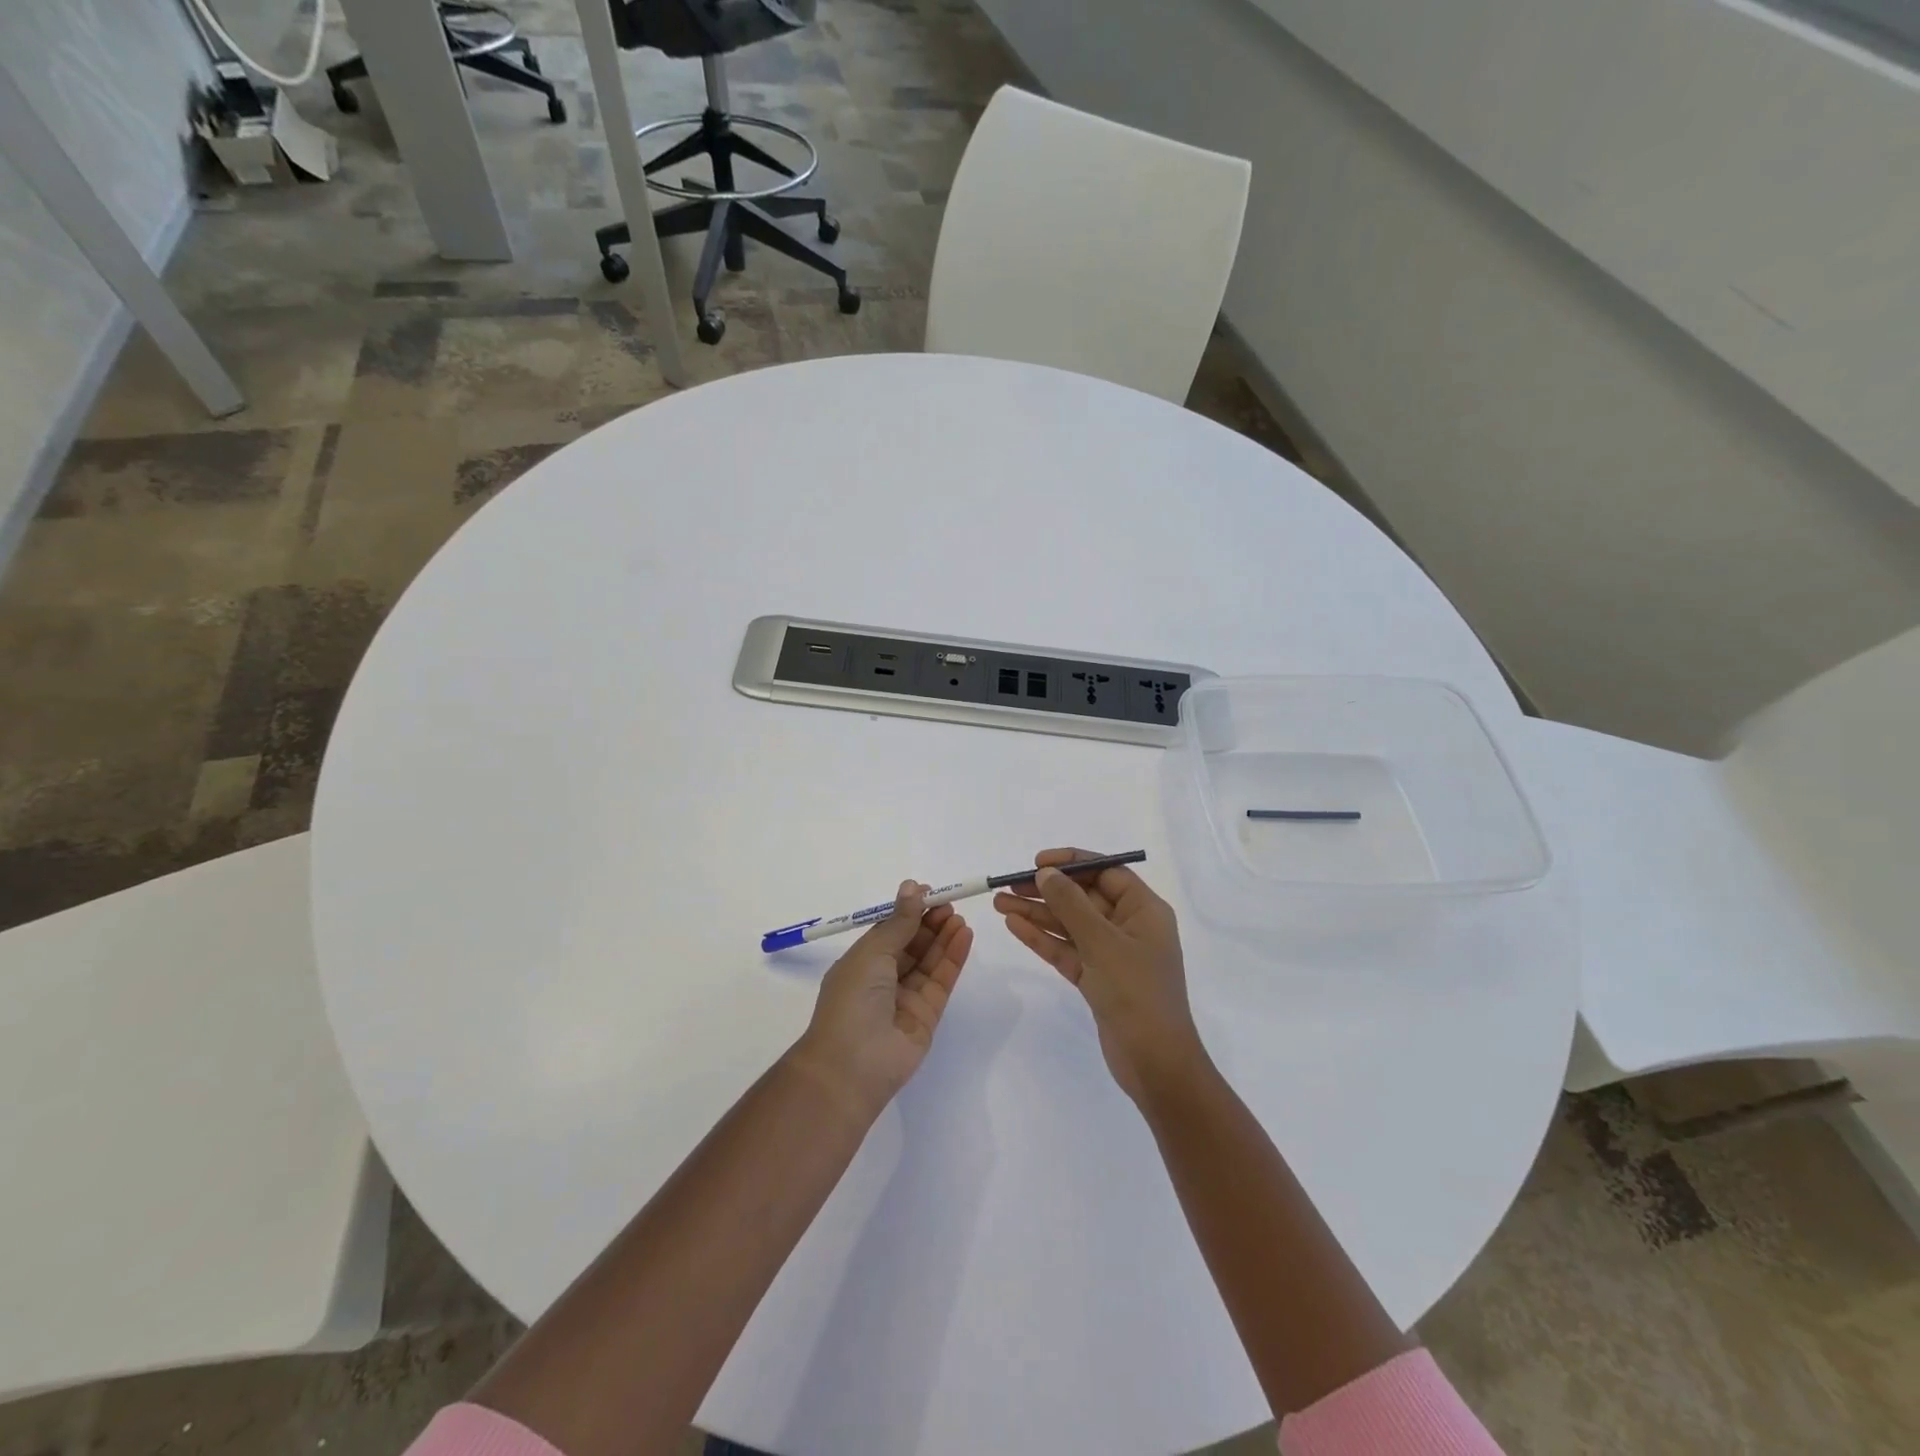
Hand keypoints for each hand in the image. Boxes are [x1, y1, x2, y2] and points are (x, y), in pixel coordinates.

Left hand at [790, 881, 973, 1116]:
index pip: (889, 930)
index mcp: (861, 962)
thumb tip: (912, 886)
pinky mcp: (927, 1015)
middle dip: (930, 922)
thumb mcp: (872, 952)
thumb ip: (899, 922)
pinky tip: (964, 936)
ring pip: (929, 960)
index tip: (929, 892)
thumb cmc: (852, 1000)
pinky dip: (953, 957)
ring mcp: (906, 998)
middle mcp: (883, 979)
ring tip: (959, 917)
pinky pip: (942, 980)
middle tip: (949, 903)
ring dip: (944, 937)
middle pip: (912, 944)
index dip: (908, 911)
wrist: (852, 1065)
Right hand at [995, 848, 1206, 1101]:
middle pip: (1083, 898)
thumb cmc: (1136, 993)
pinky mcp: (1097, 979)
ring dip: (1037, 913)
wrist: (1155, 1063)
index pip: (1106, 872)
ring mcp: (1112, 954)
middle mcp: (1129, 926)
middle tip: (1007, 885)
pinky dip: (1042, 938)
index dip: (1072, 863)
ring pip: (1070, 925)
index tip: (1037, 862)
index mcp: (1144, 910)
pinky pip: (1066, 950)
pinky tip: (1014, 926)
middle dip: (1046, 890)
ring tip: (999, 903)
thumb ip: (1071, 904)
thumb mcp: (1102, 942)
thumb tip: (1046, 873)